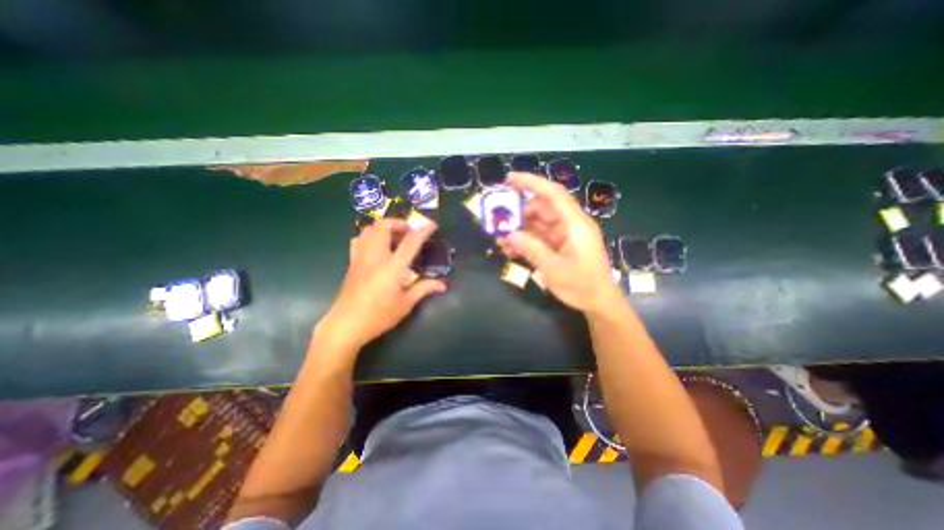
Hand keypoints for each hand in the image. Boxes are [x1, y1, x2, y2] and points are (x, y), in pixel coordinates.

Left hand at [314, 218, 446, 351]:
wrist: (345, 325)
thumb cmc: (378, 316)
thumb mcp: (405, 304)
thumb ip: (423, 289)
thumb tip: (442, 285)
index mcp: (391, 268)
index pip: (410, 242)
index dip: (422, 231)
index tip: (432, 225)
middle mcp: (374, 257)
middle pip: (383, 227)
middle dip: (398, 223)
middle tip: (409, 233)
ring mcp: (360, 258)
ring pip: (368, 230)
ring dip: (383, 228)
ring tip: (394, 238)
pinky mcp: (351, 263)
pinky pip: (359, 240)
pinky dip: (370, 236)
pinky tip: (377, 248)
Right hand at [497, 172, 624, 314]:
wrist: (599, 303)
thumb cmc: (582, 286)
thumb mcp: (553, 269)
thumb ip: (531, 249)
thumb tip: (508, 235)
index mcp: (575, 224)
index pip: (553, 194)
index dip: (531, 183)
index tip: (509, 179)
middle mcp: (570, 224)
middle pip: (542, 208)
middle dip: (519, 212)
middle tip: (498, 219)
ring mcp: (565, 235)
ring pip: (539, 223)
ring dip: (520, 228)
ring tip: (500, 237)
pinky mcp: (561, 245)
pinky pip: (540, 237)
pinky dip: (526, 240)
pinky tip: (511, 248)